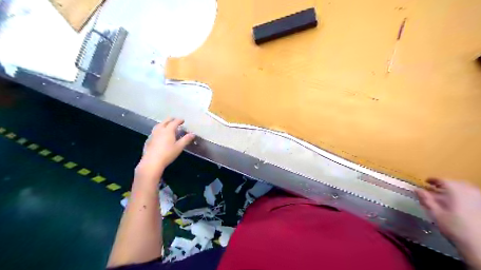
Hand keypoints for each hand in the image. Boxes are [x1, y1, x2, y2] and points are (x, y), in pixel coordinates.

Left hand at [134, 118, 193, 180]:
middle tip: (175, 121)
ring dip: (164, 123)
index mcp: (168, 130)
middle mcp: (160, 130)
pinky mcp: (148, 140)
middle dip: (171, 120)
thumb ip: (186, 139)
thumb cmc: (168, 154)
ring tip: (167, 125)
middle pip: (165, 121)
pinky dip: (159, 130)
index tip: (183, 120)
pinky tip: (160, 135)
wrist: (152, 162)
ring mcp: (153, 134)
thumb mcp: (179, 147)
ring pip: (158, 125)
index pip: (174, 122)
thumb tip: (193, 134)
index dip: (179, 120)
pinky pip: (154, 132)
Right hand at [416, 178, 480, 266]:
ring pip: (465, 189)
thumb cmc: (453, 227)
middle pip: (454, 183)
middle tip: (434, 189)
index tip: (425, 181)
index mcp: (455, 191)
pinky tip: (458, 203)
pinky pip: (472, 195)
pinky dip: (463, 196)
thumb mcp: (435, 213)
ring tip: (445, 195)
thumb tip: (416, 189)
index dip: (433, 180)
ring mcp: (478, 199)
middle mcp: (468, 191)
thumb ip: (426, 199)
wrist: (478, 244)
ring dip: (454, 190)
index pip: (442, 180)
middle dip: (444, 185)